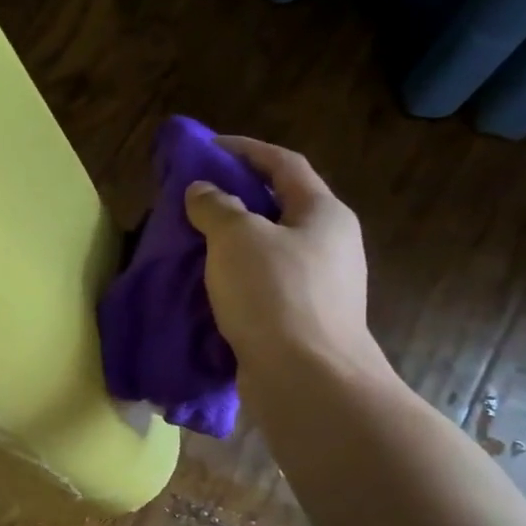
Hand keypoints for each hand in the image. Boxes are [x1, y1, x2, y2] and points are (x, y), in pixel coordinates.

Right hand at [183, 136, 383, 390]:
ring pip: (270, 248)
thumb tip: (203, 191)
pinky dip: (237, 275)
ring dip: (234, 241)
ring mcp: (321, 285)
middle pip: (280, 206)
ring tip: (194, 242)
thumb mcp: (236, 239)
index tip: (209, 147)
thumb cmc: (274, 295)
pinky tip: (210, 286)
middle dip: (238, 198)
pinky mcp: (304, 319)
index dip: (246, 150)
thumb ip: (216, 207)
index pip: (284, 164)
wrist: (307, 378)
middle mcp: (330, 243)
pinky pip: (265, 283)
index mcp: (323, 213)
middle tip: (196, 198)